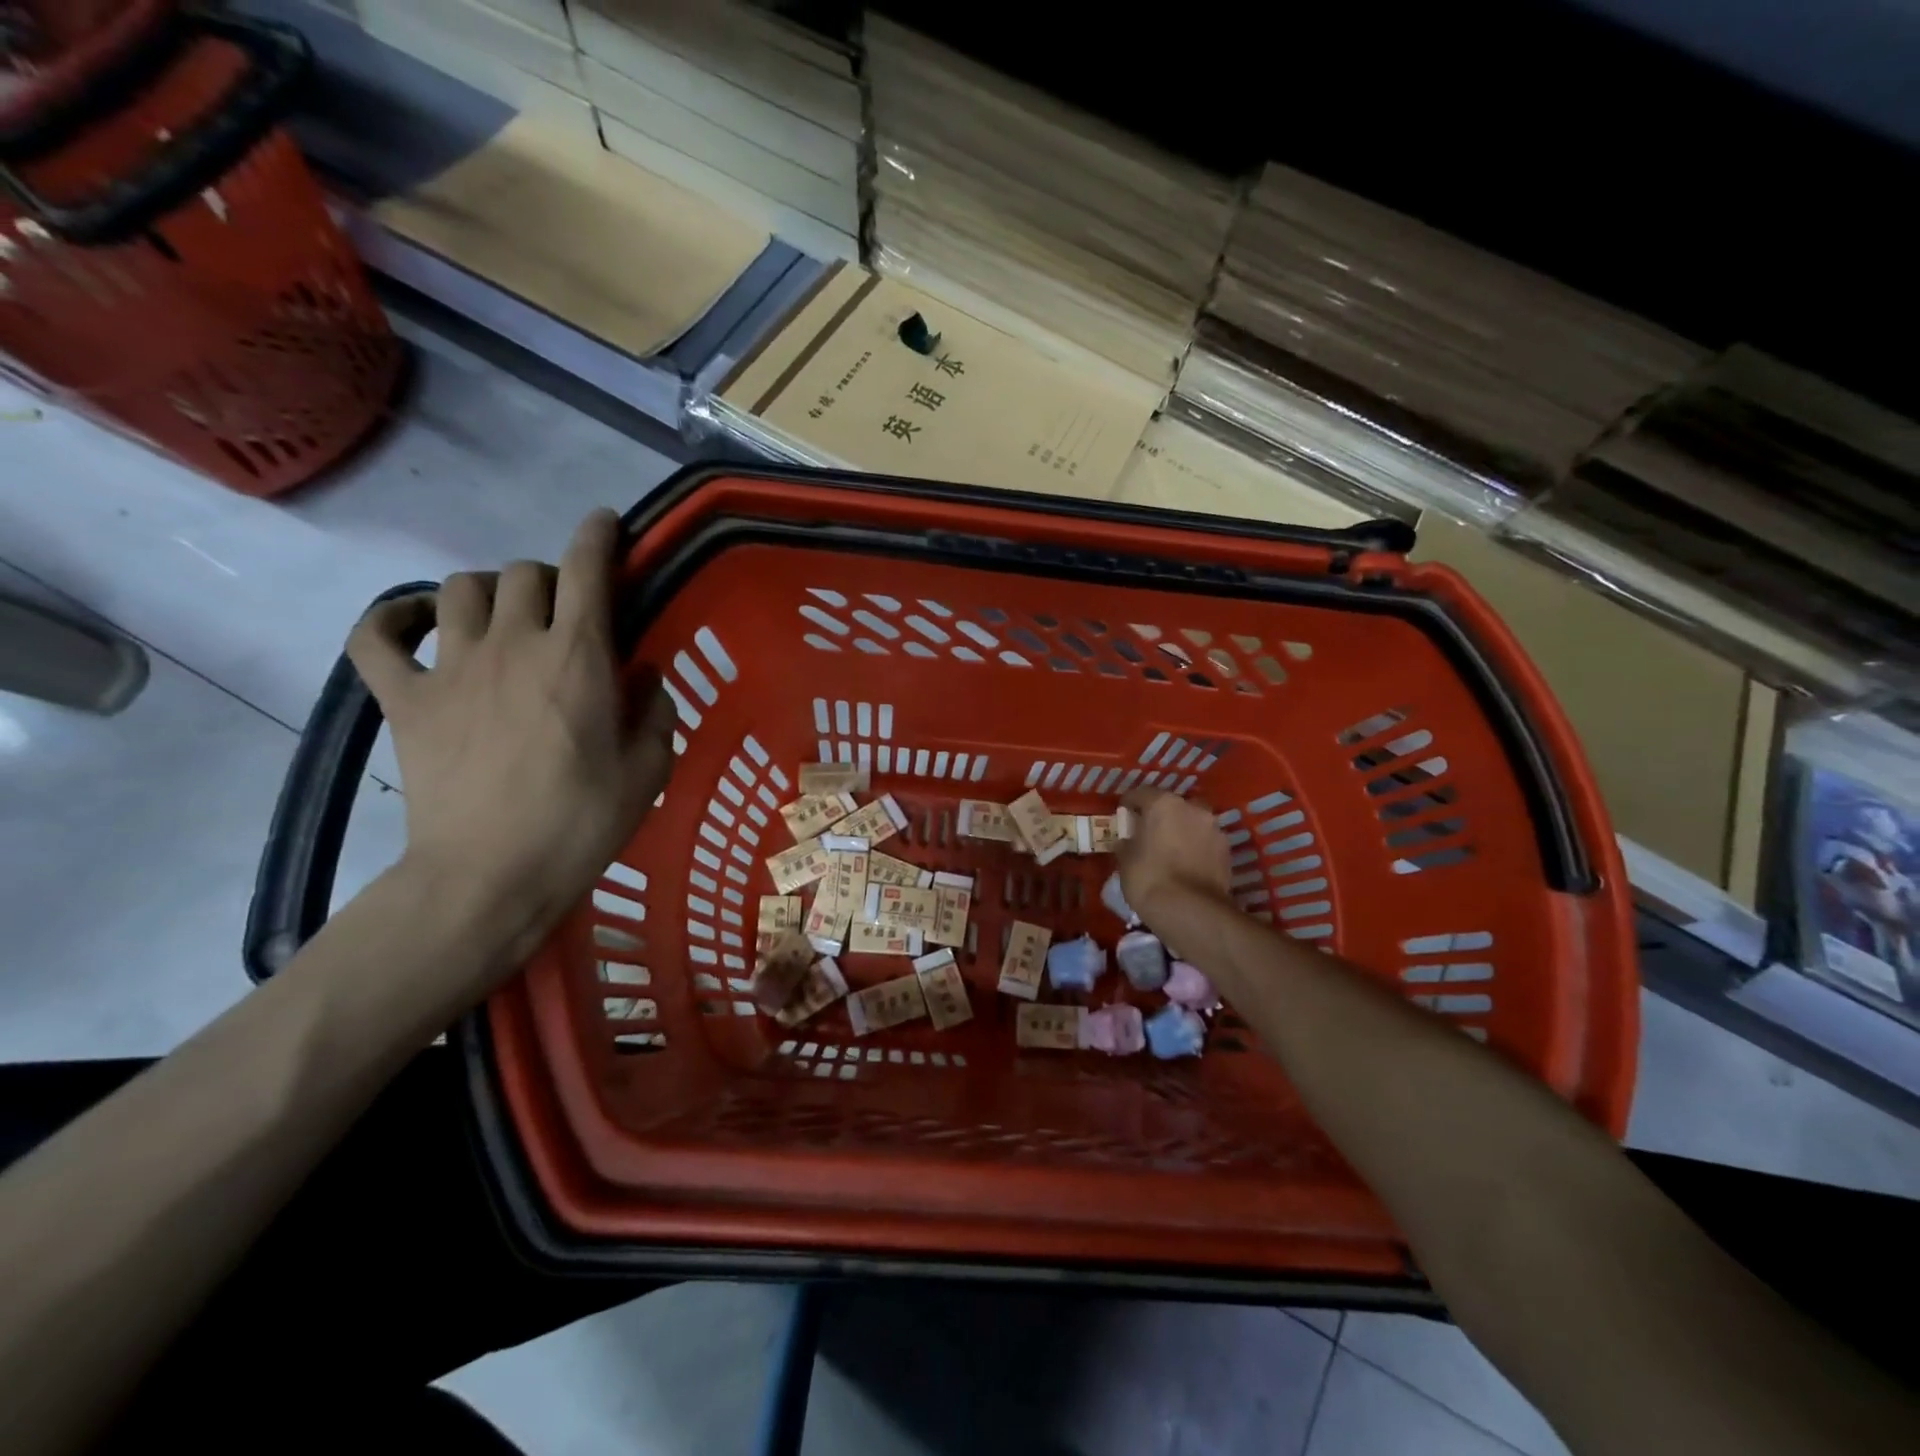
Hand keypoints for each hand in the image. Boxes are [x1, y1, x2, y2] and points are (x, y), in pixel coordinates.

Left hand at [348, 509, 675, 968]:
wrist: (490, 876)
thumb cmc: (583, 823)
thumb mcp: (649, 769)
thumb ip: (655, 710)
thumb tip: (644, 676)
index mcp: (578, 657)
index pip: (587, 569)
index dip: (598, 535)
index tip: (607, 525)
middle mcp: (514, 644)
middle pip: (524, 573)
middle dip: (550, 578)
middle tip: (565, 613)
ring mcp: (452, 667)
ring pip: (460, 588)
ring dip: (488, 591)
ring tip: (503, 618)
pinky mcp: (405, 698)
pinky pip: (378, 636)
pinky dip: (395, 619)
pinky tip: (418, 624)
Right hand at [1116, 788, 1233, 921]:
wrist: (1191, 910)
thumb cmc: (1149, 878)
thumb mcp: (1125, 860)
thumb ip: (1126, 843)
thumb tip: (1127, 841)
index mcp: (1162, 804)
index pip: (1140, 793)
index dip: (1129, 804)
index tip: (1123, 817)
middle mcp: (1192, 808)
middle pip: (1171, 805)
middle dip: (1160, 816)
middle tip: (1148, 834)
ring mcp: (1214, 828)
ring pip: (1192, 822)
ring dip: (1181, 831)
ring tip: (1169, 851)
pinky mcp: (1227, 851)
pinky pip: (1205, 841)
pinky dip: (1195, 847)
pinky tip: (1186, 865)